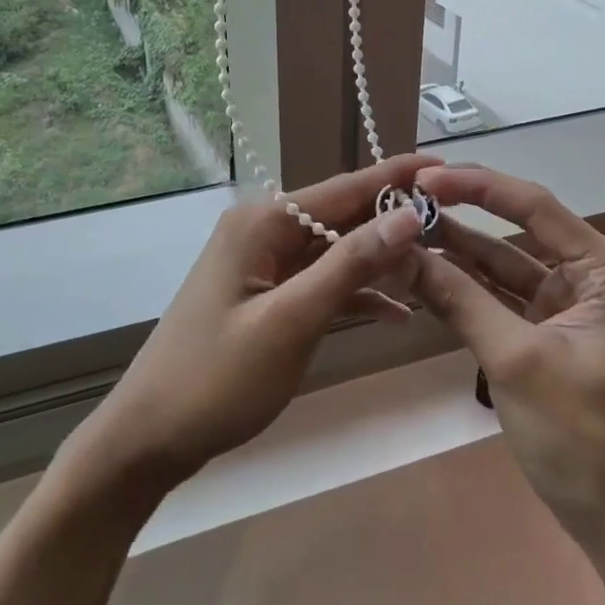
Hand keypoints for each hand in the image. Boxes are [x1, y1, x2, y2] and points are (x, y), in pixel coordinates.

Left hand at [72, 154, 439, 491]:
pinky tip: (397, 310)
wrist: (149, 437)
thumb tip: (408, 214)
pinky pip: (319, 282)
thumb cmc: (218, 379)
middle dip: (393, 220)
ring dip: (379, 261)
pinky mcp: (265, 296)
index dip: (396, 177)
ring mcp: (263, 264)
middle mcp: (263, 231)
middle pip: (341, 216)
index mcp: (263, 223)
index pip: (344, 188)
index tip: (445, 167)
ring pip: (334, 251)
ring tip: (438, 265)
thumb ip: (350, 265)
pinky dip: (354, 293)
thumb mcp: (291, 321)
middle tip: (455, 224)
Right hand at [409, 164, 604, 545]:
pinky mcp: (552, 325)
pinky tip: (425, 268)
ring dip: (459, 248)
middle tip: (406, 199)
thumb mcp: (513, 359)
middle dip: (464, 214)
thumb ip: (458, 298)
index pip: (536, 207)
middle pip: (520, 228)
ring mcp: (572, 300)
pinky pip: (504, 292)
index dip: (478, 187)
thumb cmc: (577, 435)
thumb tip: (400, 251)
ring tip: (405, 228)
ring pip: (507, 260)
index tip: (424, 179)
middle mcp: (596, 274)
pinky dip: (467, 284)